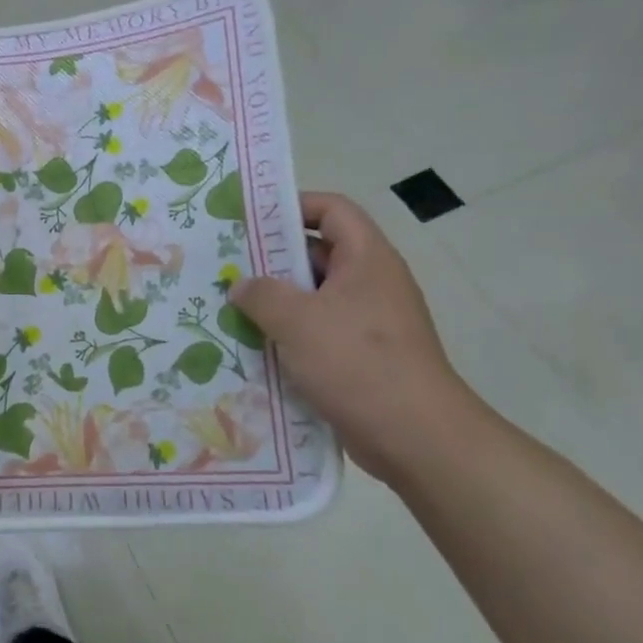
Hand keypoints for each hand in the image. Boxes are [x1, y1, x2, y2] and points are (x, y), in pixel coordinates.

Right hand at [233, 192, 479, 482]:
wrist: (415, 436)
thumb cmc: (357, 362)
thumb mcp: (297, 320)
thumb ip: (261, 294)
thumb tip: (241, 286)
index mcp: (367, 259)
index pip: (333, 210)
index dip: (294, 205)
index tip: (251, 220)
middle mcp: (371, 284)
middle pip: (319, 254)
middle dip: (272, 260)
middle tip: (226, 267)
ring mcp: (369, 322)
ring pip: (314, 298)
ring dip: (275, 303)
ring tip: (230, 308)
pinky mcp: (363, 357)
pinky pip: (318, 333)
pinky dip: (288, 336)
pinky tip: (253, 348)